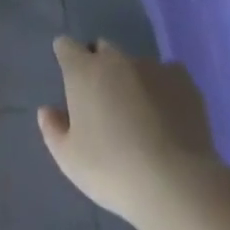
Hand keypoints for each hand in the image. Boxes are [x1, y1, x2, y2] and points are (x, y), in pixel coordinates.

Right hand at [38, 37, 219, 220]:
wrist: (174, 183)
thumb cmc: (112, 171)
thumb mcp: (69, 160)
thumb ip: (53, 130)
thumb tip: (47, 110)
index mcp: (83, 72)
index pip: (66, 47)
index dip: (66, 56)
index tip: (69, 74)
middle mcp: (116, 60)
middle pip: (102, 49)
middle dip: (100, 66)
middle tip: (104, 100)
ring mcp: (152, 66)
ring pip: (136, 63)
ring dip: (132, 79)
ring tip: (140, 113)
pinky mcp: (183, 80)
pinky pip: (168, 74)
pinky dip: (163, 87)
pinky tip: (168, 113)